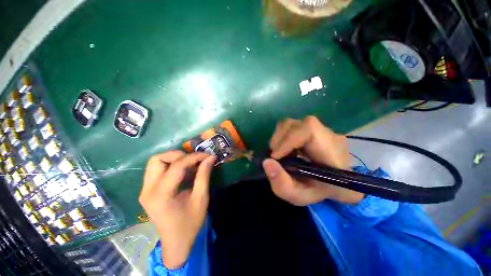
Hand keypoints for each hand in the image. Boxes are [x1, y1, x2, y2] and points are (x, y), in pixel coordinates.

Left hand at [139, 151, 215, 268]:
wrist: (176, 243)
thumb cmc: (190, 223)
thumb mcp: (201, 198)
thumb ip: (204, 175)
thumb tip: (210, 157)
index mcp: (161, 195)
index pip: (177, 166)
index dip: (194, 157)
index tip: (207, 155)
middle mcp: (148, 190)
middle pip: (157, 159)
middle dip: (178, 155)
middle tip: (194, 159)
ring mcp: (145, 190)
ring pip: (155, 162)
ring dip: (173, 159)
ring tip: (189, 164)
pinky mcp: (147, 191)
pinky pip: (156, 170)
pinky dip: (170, 165)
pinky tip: (183, 171)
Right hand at [263, 116, 363, 205]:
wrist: (332, 184)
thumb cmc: (317, 191)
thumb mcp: (298, 195)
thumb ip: (282, 183)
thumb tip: (266, 162)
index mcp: (332, 152)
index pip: (309, 130)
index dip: (288, 139)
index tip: (275, 156)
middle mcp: (329, 135)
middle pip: (298, 124)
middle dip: (280, 138)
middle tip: (274, 156)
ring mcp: (321, 129)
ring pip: (293, 123)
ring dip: (279, 137)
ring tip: (278, 153)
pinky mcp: (313, 128)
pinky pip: (293, 126)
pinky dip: (282, 136)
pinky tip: (284, 148)